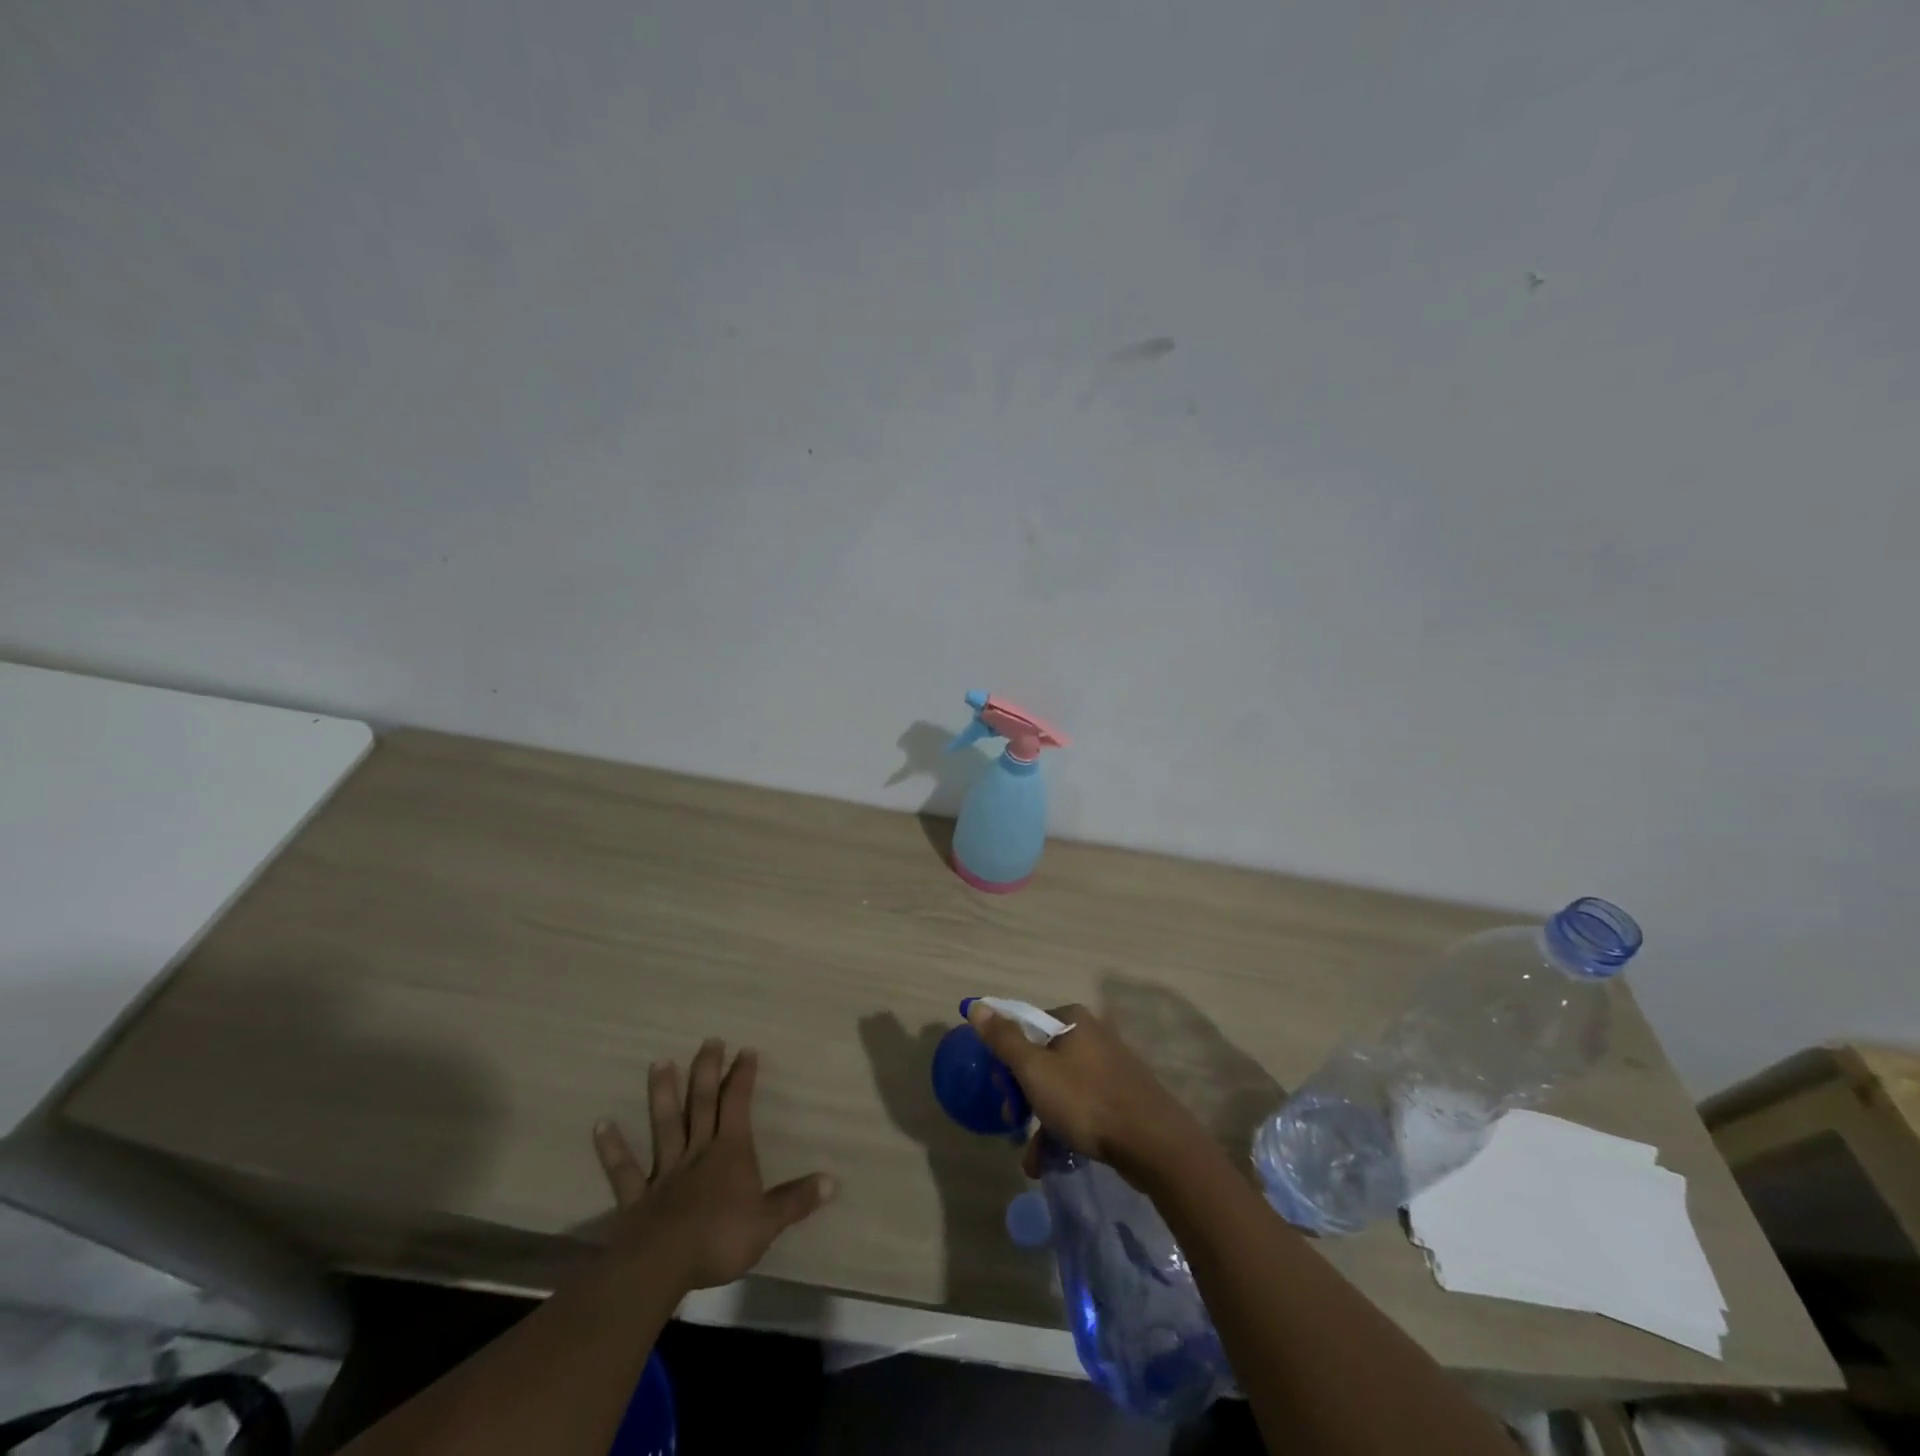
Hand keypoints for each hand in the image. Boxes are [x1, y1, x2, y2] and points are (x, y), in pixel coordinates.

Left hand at [593, 1039, 835, 1290]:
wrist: (662, 1266)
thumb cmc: (720, 1239)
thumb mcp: (768, 1222)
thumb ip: (796, 1200)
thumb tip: (832, 1181)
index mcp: (730, 1153)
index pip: (738, 1105)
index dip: (743, 1077)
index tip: (746, 1050)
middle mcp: (698, 1152)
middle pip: (703, 1104)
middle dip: (707, 1071)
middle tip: (709, 1040)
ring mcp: (665, 1173)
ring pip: (665, 1125)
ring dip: (662, 1094)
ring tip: (658, 1062)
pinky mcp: (637, 1198)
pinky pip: (624, 1170)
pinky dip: (613, 1147)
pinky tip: (601, 1124)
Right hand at [966, 1001, 1204, 1183]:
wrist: (1154, 1143)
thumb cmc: (1086, 1100)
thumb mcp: (1035, 1070)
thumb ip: (1004, 1039)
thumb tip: (977, 1006)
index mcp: (1072, 1019)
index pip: (1024, 1026)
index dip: (1006, 1058)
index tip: (1000, 1089)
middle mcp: (1092, 1034)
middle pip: (1041, 1058)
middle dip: (1023, 1095)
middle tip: (1015, 1123)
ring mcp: (1109, 1066)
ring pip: (1060, 1087)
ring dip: (1041, 1121)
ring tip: (1033, 1158)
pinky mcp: (1121, 1096)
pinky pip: (1081, 1106)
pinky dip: (1064, 1129)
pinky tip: (1053, 1161)